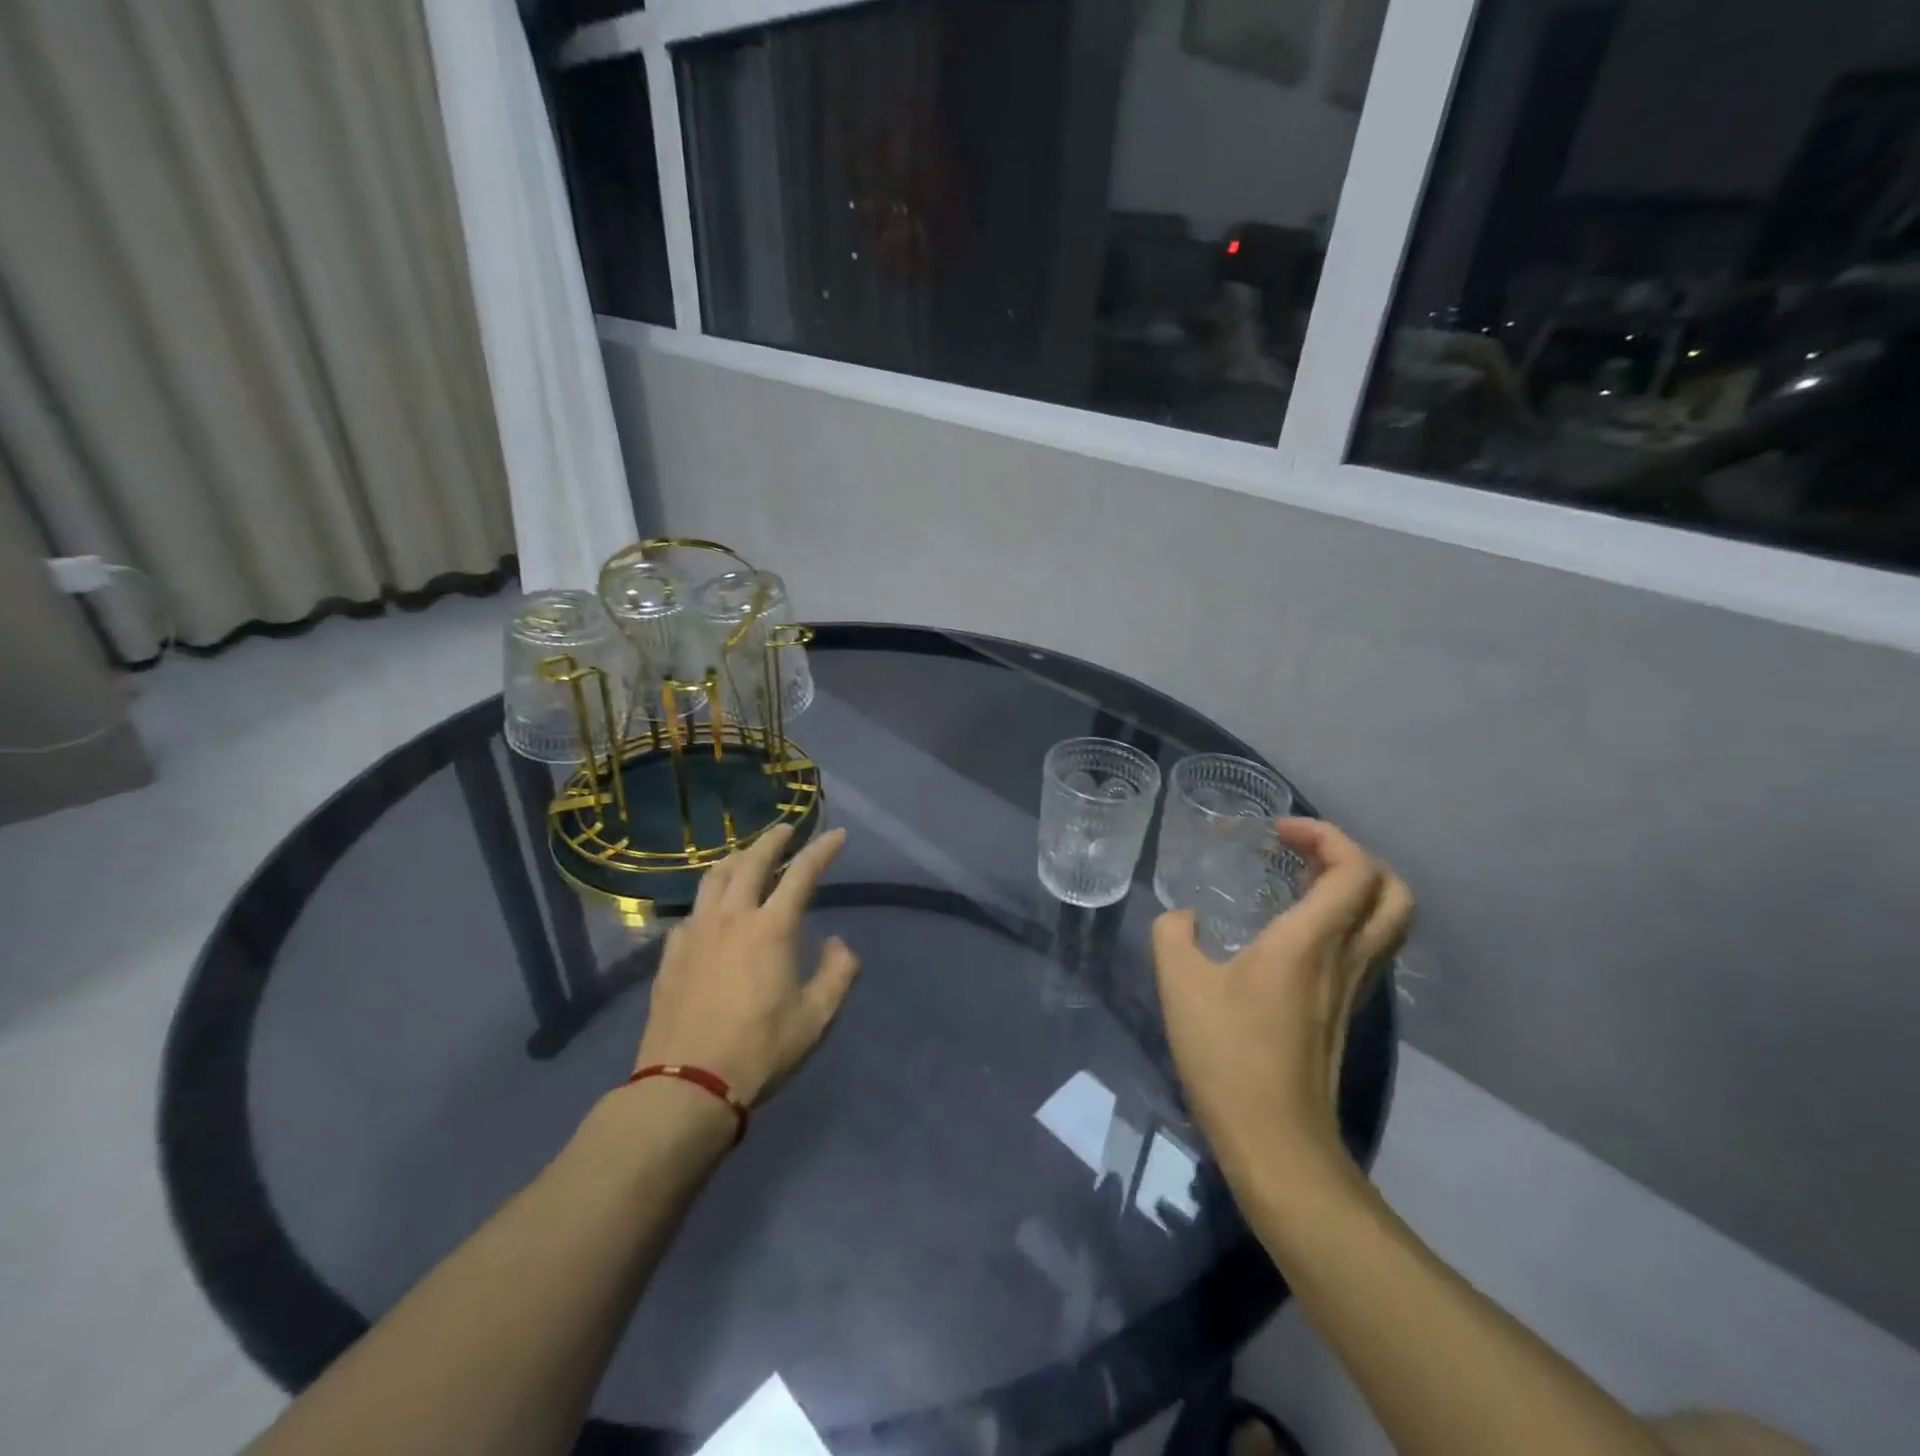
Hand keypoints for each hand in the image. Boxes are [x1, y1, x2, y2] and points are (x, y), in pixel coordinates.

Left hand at [634, 825, 859, 1107]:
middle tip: (786, 829)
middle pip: (751, 862)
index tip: (837, 834)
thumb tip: (839, 944)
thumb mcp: (816, 1018)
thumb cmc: (760, 1051)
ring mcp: (696, 933)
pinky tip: (711, 911)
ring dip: (736, 859)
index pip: (802, 874)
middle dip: (773, 840)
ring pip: (714, 878)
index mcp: (771, 928)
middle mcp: (732, 918)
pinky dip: (709, 898)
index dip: (822, 850)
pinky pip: (692, 911)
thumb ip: (838, 974)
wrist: (686, 1085)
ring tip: (747, 856)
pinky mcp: (671, 954)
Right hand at [1152, 819, 1410, 1175]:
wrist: (1276, 1142)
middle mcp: (1347, 958)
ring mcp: (1354, 990)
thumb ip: (1173, 934)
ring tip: (1298, 884)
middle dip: (1353, 858)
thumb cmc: (1229, 1055)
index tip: (1277, 832)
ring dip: (1354, 889)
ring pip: (1386, 923)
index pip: (1354, 867)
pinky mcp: (1346, 1014)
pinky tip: (1294, 934)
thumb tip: (1183, 918)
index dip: (1325, 834)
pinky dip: (1344, 922)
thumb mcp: (1179, 984)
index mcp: (1312, 940)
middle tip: (1301, 854)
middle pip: (1393, 892)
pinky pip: (1366, 949)